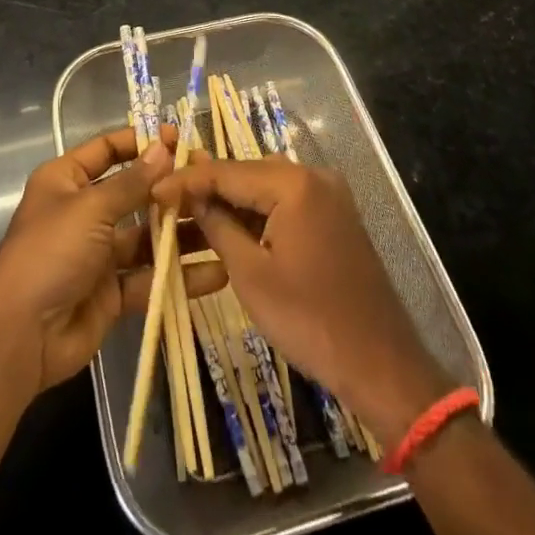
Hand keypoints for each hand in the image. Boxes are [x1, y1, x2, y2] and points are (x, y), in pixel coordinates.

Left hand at [0, 126, 225, 394]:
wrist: (20, 337)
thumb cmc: (50, 253)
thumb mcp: (91, 209)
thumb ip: (132, 182)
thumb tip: (164, 147)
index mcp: (67, 181)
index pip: (107, 149)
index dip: (142, 142)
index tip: (181, 140)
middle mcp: (84, 212)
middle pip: (134, 193)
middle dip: (170, 189)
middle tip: (212, 184)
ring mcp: (98, 253)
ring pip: (147, 236)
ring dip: (181, 234)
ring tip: (223, 226)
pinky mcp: (112, 292)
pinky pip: (150, 277)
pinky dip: (179, 276)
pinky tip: (216, 273)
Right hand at [153, 156, 452, 444]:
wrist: (382, 364)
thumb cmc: (310, 321)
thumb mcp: (250, 275)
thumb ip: (218, 226)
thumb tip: (194, 198)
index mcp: (294, 182)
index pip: (227, 170)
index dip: (186, 180)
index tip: (153, 193)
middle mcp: (314, 175)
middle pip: (247, 173)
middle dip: (208, 189)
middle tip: (168, 206)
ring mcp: (329, 195)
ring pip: (266, 188)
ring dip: (232, 203)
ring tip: (192, 219)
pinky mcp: (336, 216)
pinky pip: (287, 203)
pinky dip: (259, 215)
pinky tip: (232, 231)